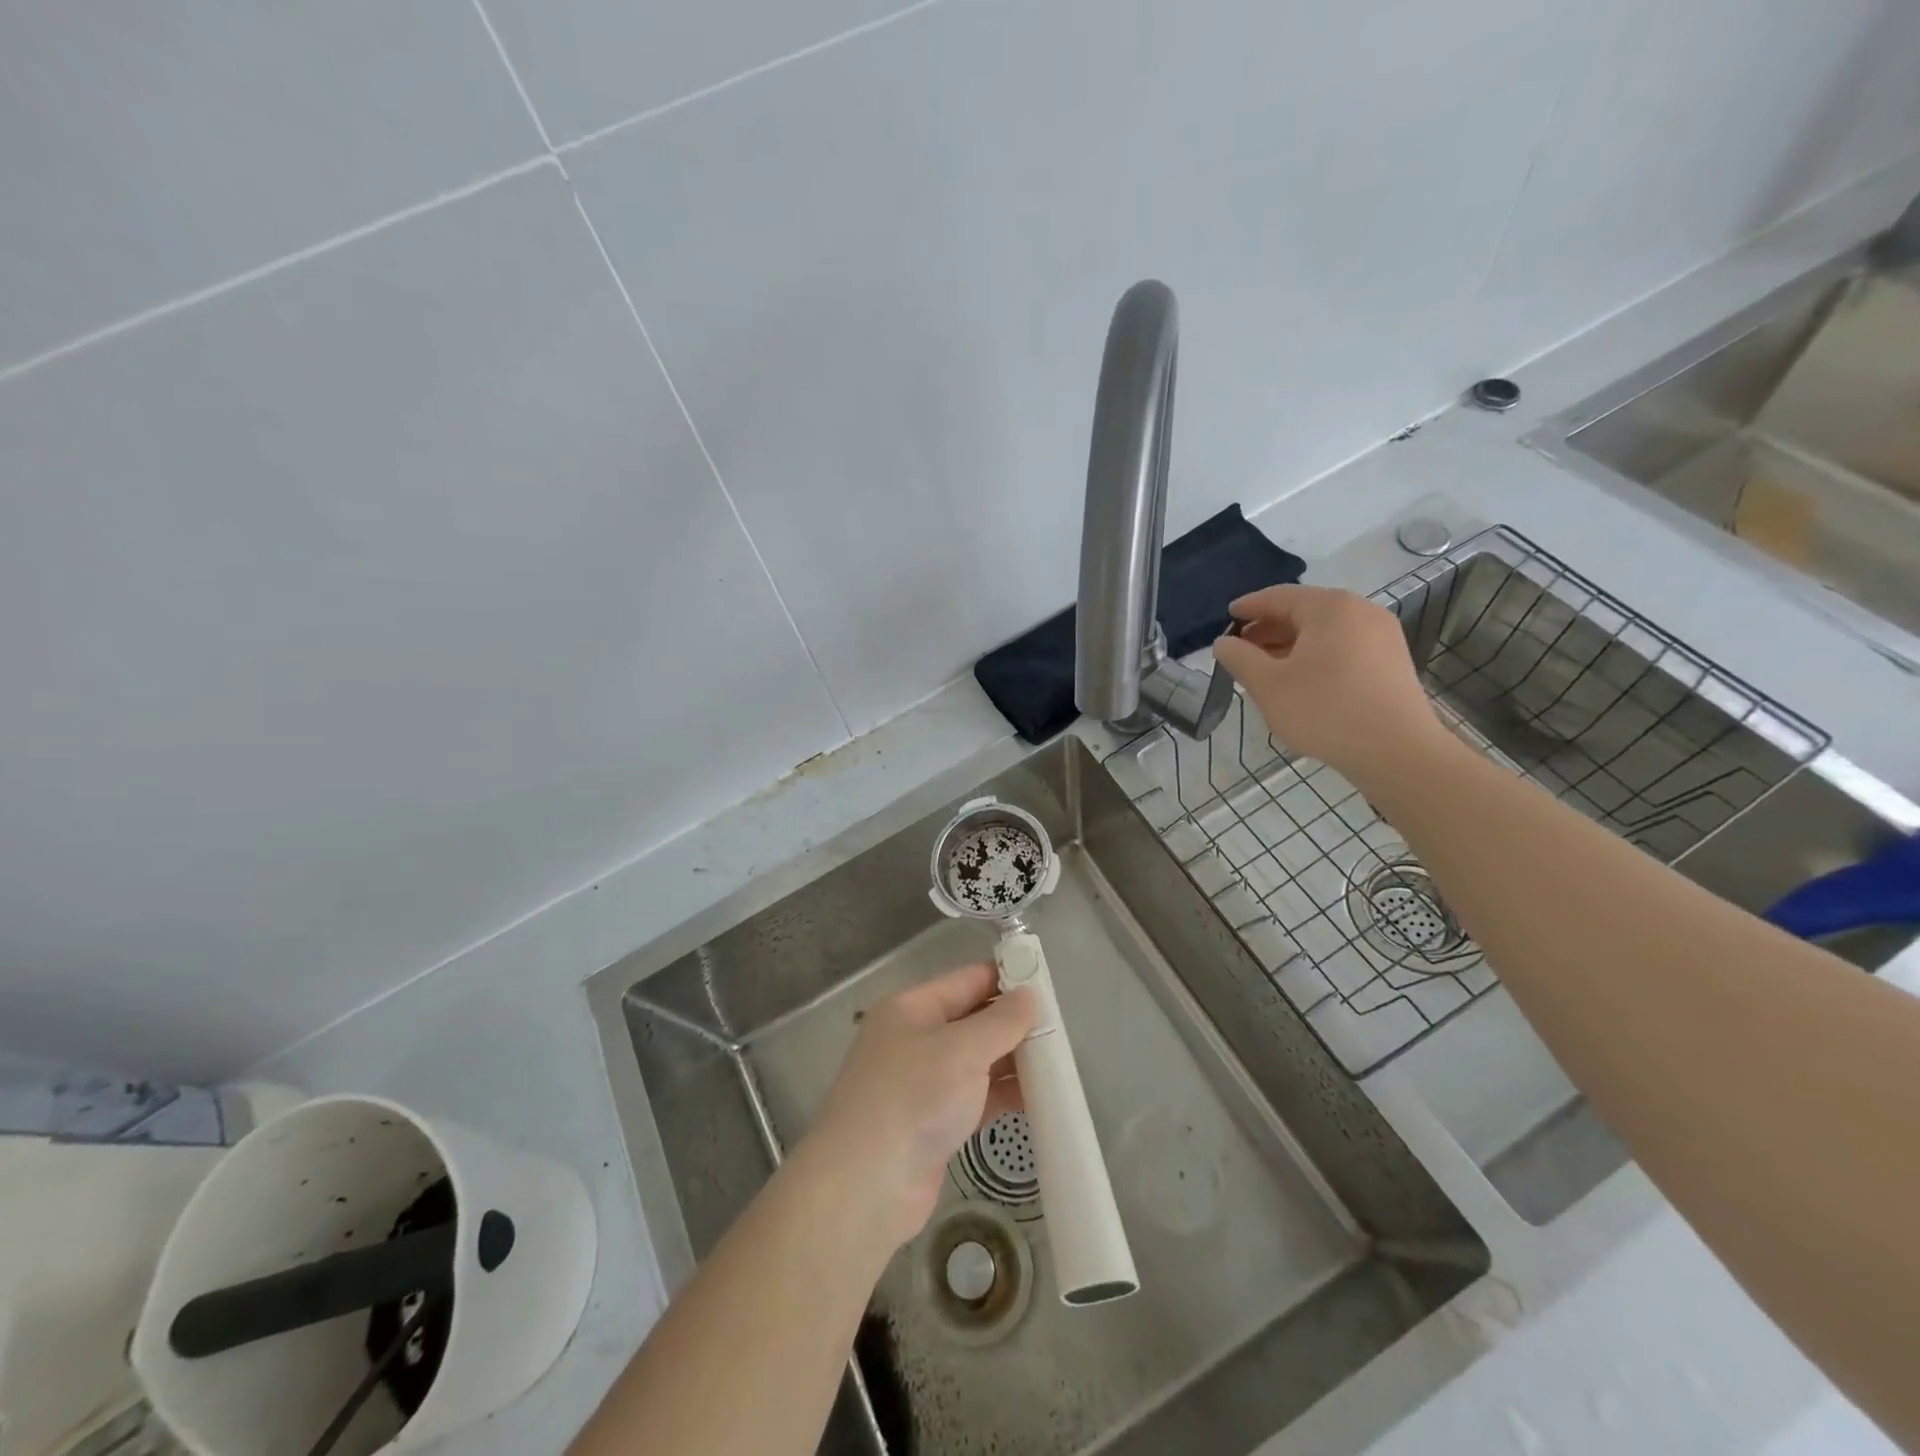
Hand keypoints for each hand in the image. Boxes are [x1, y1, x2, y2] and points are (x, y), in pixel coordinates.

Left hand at [799, 963, 1033, 1249]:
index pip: (966, 980)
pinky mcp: (934, 1122)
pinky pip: (976, 1096)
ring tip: (1058, 1063)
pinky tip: (1039, 1098)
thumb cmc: (913, 1098)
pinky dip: (1003, 1095)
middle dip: (1013, 1023)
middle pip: (973, 1020)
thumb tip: (1029, 995)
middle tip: (1060, 1029)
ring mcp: (923, 1083)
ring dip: (1012, 1061)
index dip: (1005, 978)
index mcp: (911, 1008)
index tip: (1048, 983)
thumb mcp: (961, 1050)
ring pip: (977, 1061)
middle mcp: (914, 1039)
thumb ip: (1000, 1021)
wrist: (866, 1186)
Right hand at [1212, 584, 1444, 782]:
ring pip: (1324, 631)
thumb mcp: (1268, 685)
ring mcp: (1381, 635)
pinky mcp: (1391, 661)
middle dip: (1268, 628)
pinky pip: (1343, 646)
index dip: (1248, 607)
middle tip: (1241, 648)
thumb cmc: (1324, 710)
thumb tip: (1223, 643)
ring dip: (1290, 644)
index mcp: (1329, 607)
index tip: (1226, 617)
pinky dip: (1315, 655)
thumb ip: (1239, 658)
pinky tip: (1299, 680)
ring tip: (1265, 667)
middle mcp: (1360, 611)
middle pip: (1303, 611)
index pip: (1278, 596)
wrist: (1396, 751)